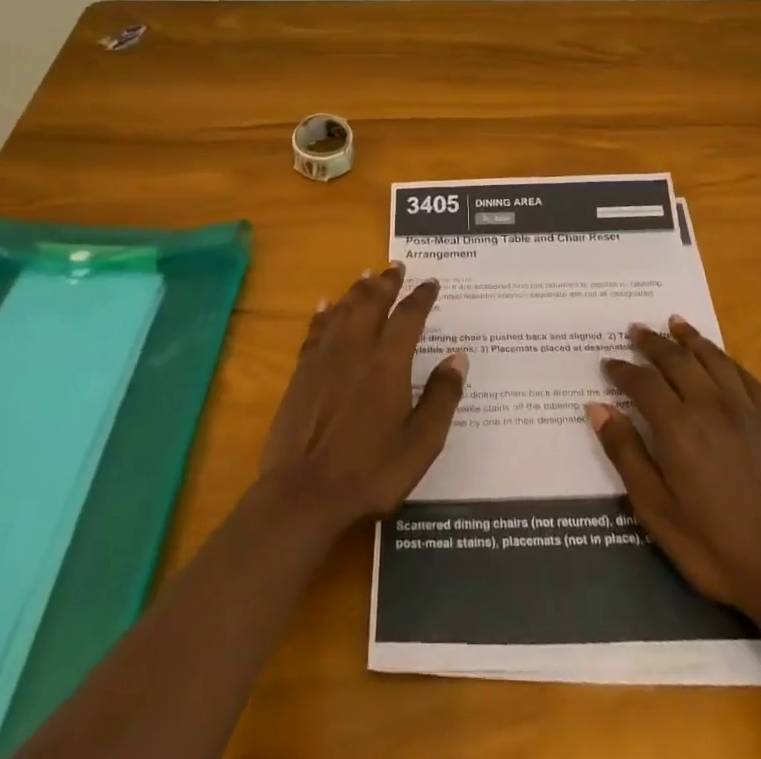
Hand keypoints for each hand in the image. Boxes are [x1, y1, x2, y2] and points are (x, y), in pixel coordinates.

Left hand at [259, 262, 468, 533]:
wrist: (303, 494)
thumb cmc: (370, 472)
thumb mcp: (420, 443)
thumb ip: (441, 397)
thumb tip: (458, 357)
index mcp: (389, 363)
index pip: (409, 316)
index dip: (421, 296)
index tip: (431, 282)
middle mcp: (357, 349)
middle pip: (372, 302)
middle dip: (387, 282)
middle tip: (396, 266)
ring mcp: (325, 358)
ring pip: (344, 309)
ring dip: (358, 289)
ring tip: (367, 275)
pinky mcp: (302, 371)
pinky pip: (316, 328)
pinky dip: (324, 311)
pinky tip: (326, 304)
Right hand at [588, 317, 760, 637]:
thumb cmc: (715, 549)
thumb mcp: (657, 512)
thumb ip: (627, 455)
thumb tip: (598, 409)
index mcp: (678, 428)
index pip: (642, 383)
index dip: (622, 370)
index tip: (608, 363)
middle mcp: (709, 406)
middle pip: (676, 360)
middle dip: (652, 343)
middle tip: (635, 330)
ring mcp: (744, 410)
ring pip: (711, 358)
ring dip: (689, 338)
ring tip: (673, 323)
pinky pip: (743, 375)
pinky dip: (725, 357)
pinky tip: (718, 355)